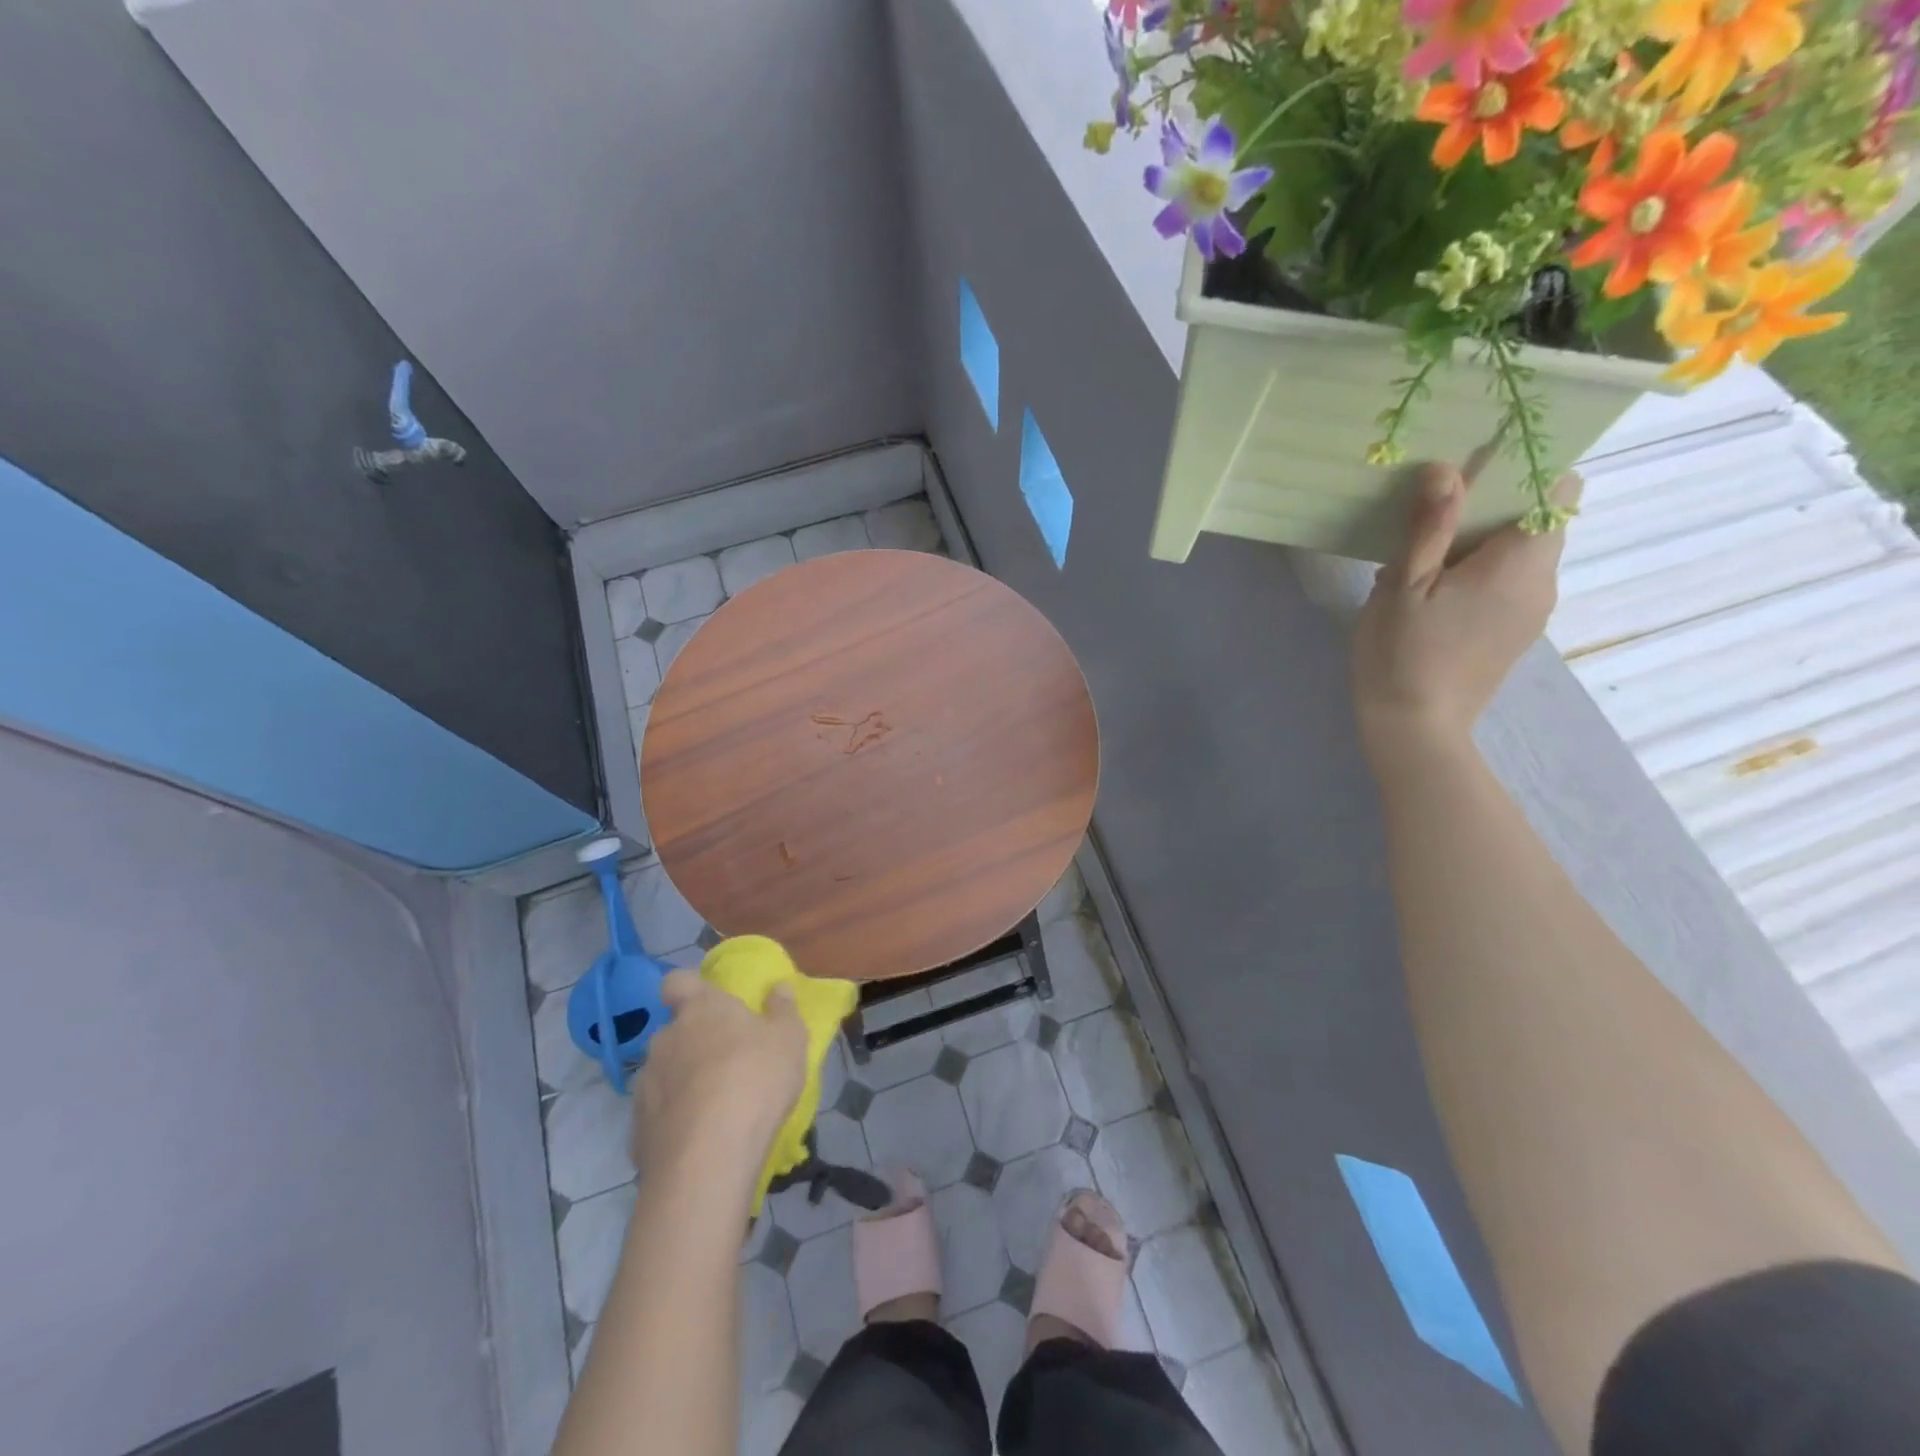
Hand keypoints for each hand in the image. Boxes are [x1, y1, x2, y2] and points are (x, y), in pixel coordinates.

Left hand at [630, 971, 808, 1183]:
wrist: (709, 1158)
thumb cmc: (756, 1080)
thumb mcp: (789, 1039)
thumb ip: (783, 1010)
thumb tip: (778, 988)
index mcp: (700, 1009)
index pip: (677, 982)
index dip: (688, 989)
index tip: (707, 1003)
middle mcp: (665, 1039)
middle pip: (674, 1031)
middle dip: (694, 1043)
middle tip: (725, 1063)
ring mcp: (645, 1084)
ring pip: (663, 1073)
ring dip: (682, 1082)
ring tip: (712, 1107)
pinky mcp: (637, 1129)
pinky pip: (657, 1114)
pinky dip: (673, 1121)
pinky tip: (696, 1140)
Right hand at [1352, 462, 1577, 765]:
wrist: (1414, 729)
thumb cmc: (1401, 654)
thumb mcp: (1403, 585)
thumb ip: (1428, 526)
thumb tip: (1445, 469)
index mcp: (1521, 562)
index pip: (1559, 490)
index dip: (1527, 470)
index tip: (1476, 470)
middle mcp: (1544, 581)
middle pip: (1539, 520)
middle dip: (1493, 507)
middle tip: (1431, 517)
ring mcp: (1534, 611)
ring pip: (1522, 553)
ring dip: (1481, 543)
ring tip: (1424, 560)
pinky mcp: (1515, 633)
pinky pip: (1511, 583)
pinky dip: (1481, 573)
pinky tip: (1434, 595)